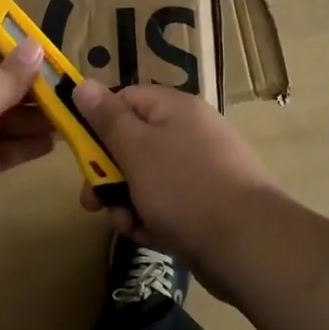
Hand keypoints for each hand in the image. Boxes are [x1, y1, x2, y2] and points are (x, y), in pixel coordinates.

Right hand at [71, 81, 280, 288]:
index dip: (97, 123)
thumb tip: (82, 84)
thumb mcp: (135, 148)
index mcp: (174, 108)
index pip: (124, 100)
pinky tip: (151, 237)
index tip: (80, 153)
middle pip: (132, 143)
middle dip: (108, 174)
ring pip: (146, 179)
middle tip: (92, 202)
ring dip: (127, 202)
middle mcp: (190, 132)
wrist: (248, 245)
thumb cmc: (183, 187)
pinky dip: (153, 219)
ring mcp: (201, 170)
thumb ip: (106, 117)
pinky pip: (167, 204)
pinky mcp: (207, 205)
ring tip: (128, 224)